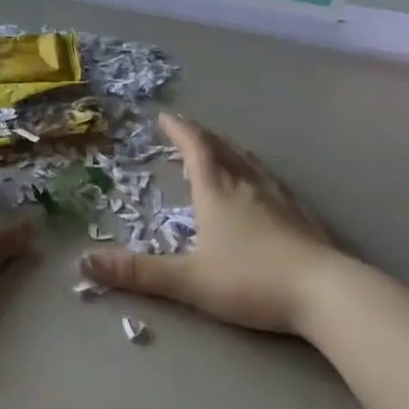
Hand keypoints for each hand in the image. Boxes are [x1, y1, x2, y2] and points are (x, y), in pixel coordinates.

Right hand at [81, 113, 345, 335]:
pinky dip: (254, 170)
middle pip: (222, 148)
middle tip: (187, 129)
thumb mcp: (188, 280)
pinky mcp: (301, 214)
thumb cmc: (251, 280)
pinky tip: (261, 185)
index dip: (179, 131)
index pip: (196, 148)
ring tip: (219, 148)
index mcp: (217, 191)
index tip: (165, 117)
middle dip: (201, 136)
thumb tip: (84, 263)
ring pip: (248, 161)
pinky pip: (269, 179)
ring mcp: (278, 197)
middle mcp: (247, 184)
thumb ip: (138, 273)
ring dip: (229, 149)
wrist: (325, 291)